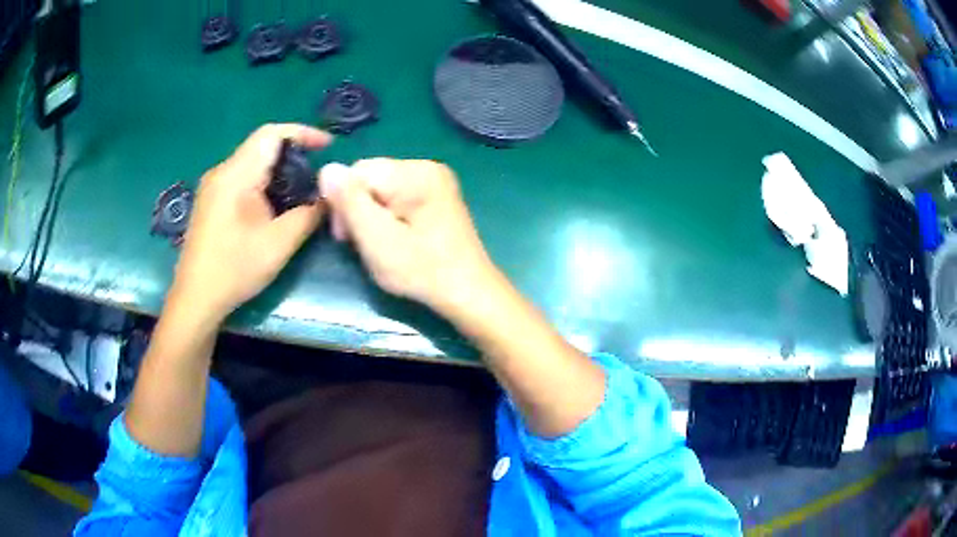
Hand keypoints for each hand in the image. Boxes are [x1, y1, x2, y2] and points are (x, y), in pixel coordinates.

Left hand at [169, 124, 331, 322]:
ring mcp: (212, 187)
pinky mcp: (210, 202)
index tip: (327, 147)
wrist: (195, 300)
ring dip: (278, 171)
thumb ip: (308, 214)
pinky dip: (263, 184)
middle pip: (261, 147)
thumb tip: (329, 197)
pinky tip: (273, 208)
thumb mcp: (279, 244)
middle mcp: (221, 172)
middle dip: (292, 155)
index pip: (271, 134)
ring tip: (299, 192)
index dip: (302, 133)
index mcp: (235, 175)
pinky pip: (241, 180)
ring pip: (251, 164)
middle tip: (316, 176)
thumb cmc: (234, 270)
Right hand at [320, 159, 498, 316]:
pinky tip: (393, 237)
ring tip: (378, 243)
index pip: (357, 171)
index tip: (345, 237)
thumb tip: (327, 169)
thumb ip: (350, 203)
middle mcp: (427, 166)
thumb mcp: (377, 240)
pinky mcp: (438, 194)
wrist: (468, 291)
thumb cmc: (421, 271)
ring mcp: (436, 179)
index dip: (342, 202)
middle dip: (357, 208)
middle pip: (370, 177)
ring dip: (371, 213)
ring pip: (381, 187)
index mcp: (415, 173)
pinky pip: (398, 194)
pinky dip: (388, 214)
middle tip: (361, 243)